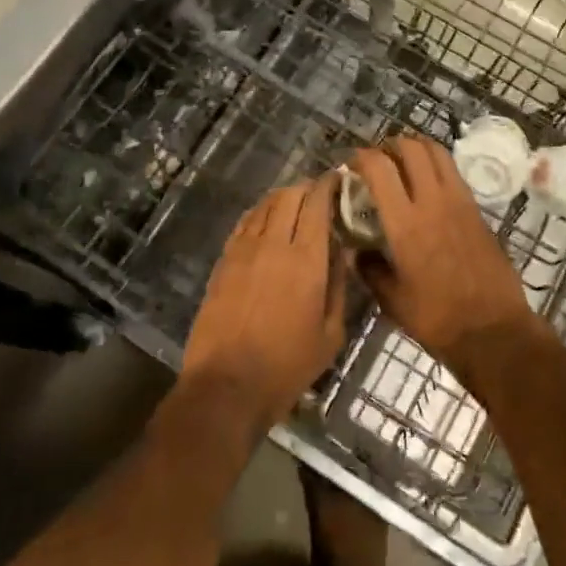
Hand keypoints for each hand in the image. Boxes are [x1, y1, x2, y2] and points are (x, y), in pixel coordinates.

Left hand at [182, 175, 346, 434]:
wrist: (226, 386)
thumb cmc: (286, 366)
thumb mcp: (330, 335)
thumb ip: (338, 286)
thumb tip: (342, 251)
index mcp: (306, 259)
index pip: (317, 204)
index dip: (329, 185)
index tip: (339, 179)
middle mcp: (274, 243)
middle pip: (290, 195)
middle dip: (307, 188)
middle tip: (319, 194)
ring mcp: (244, 249)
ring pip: (265, 205)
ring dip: (283, 197)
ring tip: (295, 204)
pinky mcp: (223, 260)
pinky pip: (244, 223)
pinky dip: (260, 213)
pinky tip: (266, 221)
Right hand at [347, 136, 537, 376]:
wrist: (494, 331)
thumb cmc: (438, 319)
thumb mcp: (393, 300)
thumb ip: (370, 270)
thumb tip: (356, 251)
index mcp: (405, 223)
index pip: (379, 168)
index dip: (361, 157)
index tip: (350, 164)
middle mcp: (433, 201)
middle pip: (411, 148)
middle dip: (388, 145)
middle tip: (377, 159)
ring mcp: (459, 201)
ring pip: (436, 151)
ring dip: (415, 147)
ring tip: (401, 162)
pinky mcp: (477, 209)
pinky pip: (452, 171)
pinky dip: (435, 164)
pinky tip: (426, 184)